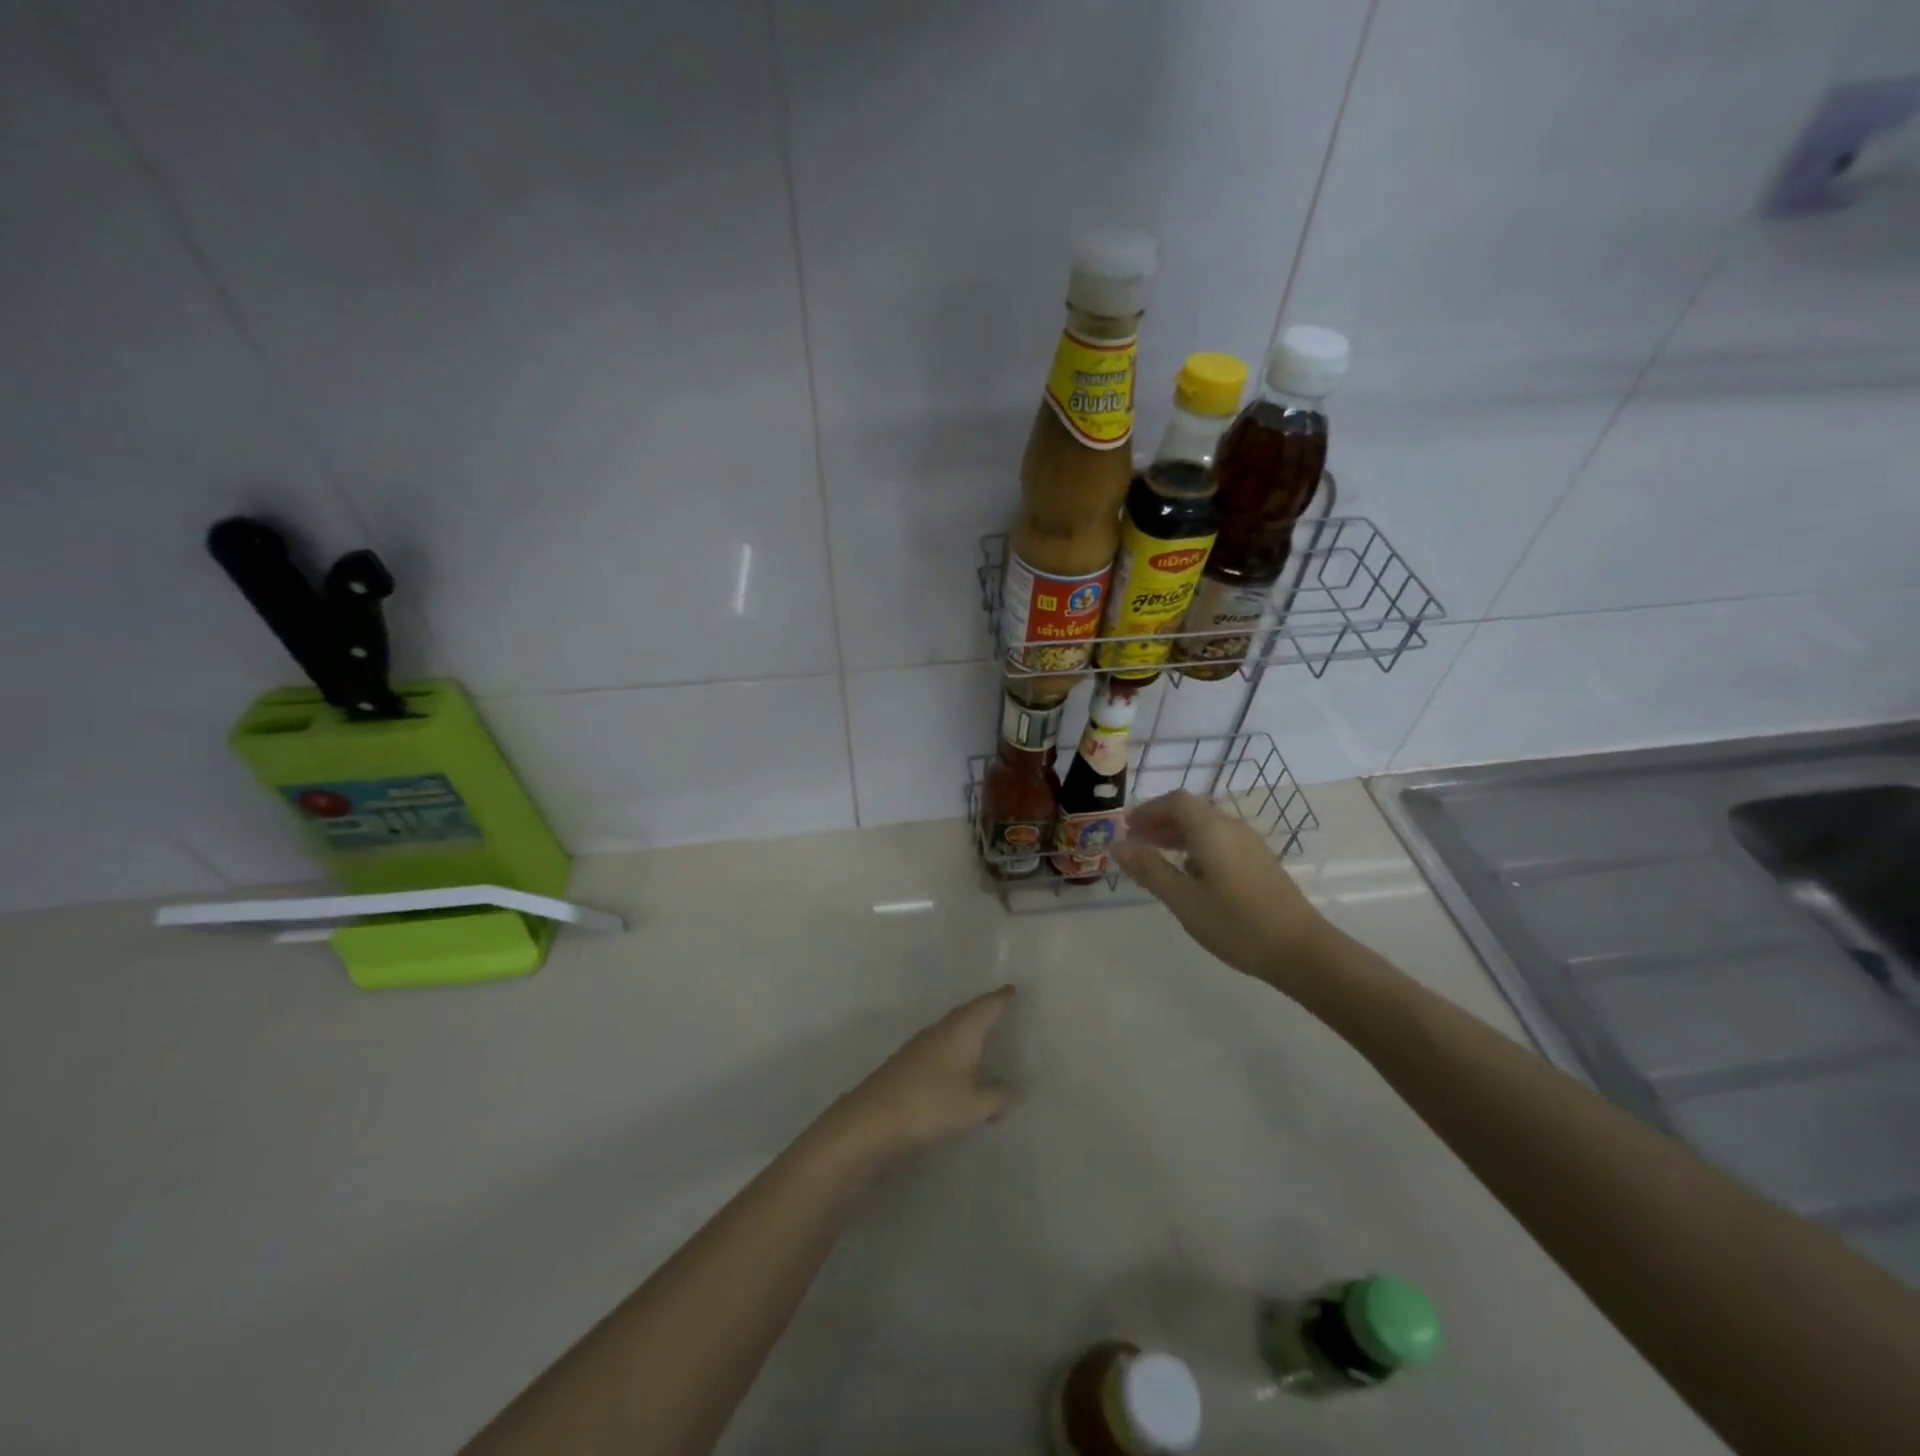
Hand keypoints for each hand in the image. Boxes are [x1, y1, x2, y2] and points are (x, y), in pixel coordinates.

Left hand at [825, 987, 1015, 1164]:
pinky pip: (941, 1047)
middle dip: (984, 1010)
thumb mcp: (975, 1105)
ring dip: (968, 1031)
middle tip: (1002, 1007)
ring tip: (985, 1036)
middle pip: (967, 1013)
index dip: (1001, 998)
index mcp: (960, 1030)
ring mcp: (920, 1046)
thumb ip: (998, 1095)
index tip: (1013, 988)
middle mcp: (940, 1030)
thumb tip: (1014, 1088)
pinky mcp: (908, 1064)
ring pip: (952, 1030)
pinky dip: (956, 1050)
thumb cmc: (931, 1104)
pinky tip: (959, 1066)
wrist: (873, 1119)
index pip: (986, 1006)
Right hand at [1114, 791, 1328, 988]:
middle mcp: (1232, 828)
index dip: (1148, 810)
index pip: (1175, 801)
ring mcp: (1250, 844)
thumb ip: (1150, 870)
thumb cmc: (1237, 924)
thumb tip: (1118, 846)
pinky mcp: (1260, 862)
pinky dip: (1197, 847)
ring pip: (1207, 827)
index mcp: (1211, 830)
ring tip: (1156, 858)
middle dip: (1160, 822)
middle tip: (1135, 843)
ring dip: (1178, 835)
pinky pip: (1221, 841)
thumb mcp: (1184, 900)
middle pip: (1191, 811)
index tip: (1127, 829)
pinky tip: (1190, 875)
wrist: (1301, 951)